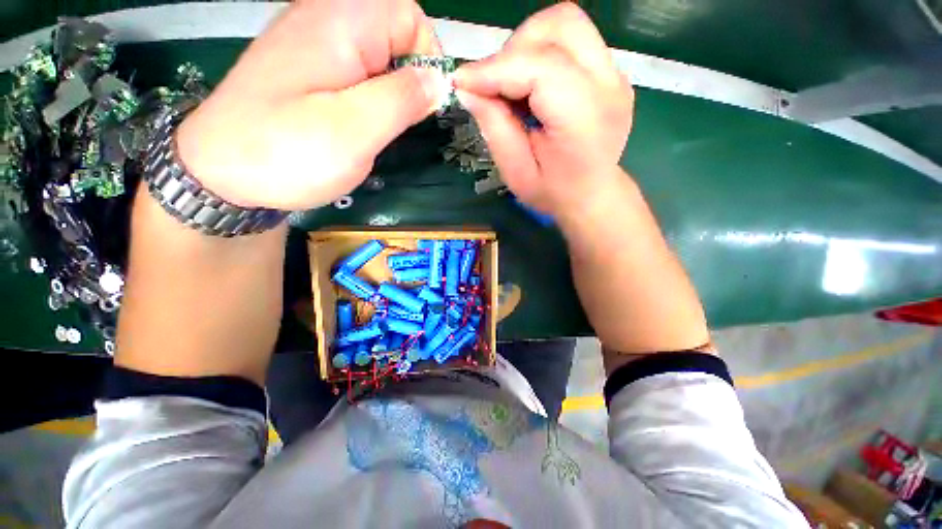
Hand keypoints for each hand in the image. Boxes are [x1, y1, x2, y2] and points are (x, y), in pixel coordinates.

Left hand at [175, 0, 445, 209]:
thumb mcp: (356, 129)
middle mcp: (323, 19)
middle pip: (392, 32)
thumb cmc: (287, 151)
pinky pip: (355, 69)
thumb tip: (439, 82)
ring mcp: (311, 43)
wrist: (219, 173)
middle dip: (408, 77)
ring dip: (388, 90)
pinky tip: (355, 121)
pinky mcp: (305, 68)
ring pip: (375, 55)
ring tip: (374, 125)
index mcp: (339, 22)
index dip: (428, 57)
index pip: (409, 16)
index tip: (425, 103)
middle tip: (395, 120)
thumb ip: (403, 99)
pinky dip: (368, 94)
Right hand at [452, 3, 633, 222]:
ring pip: (566, 24)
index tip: (462, 82)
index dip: (495, 69)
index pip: (540, 67)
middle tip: (496, 86)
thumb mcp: (516, 172)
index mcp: (584, 119)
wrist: (591, 195)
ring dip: (528, 46)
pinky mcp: (610, 72)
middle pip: (559, 26)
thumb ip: (495, 128)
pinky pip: (572, 41)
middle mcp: (608, 86)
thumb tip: (468, 88)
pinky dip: (542, 54)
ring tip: (514, 85)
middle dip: (514, 49)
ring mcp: (614, 74)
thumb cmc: (553, 192)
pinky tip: (533, 88)